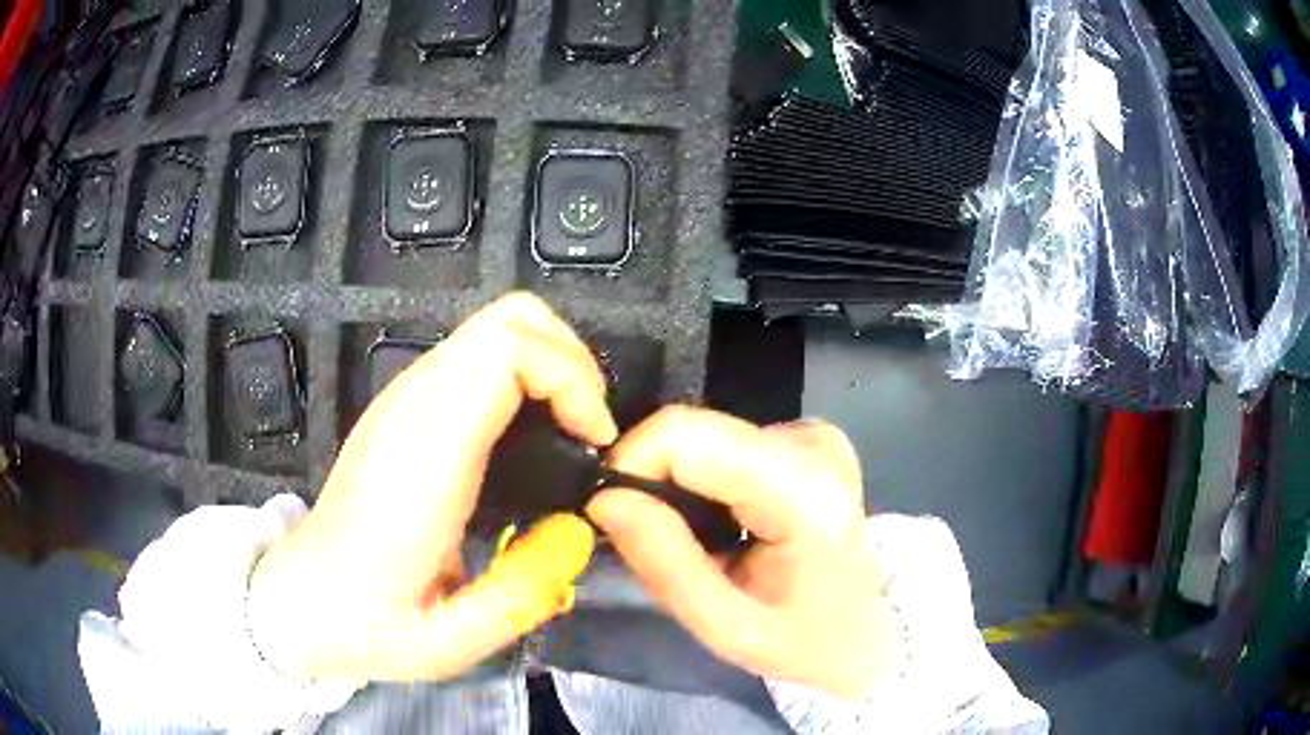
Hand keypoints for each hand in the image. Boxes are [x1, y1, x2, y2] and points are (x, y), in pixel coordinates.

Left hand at [248, 293, 615, 681]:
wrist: (301, 599)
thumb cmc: (368, 622)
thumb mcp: (452, 642)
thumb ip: (523, 595)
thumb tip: (576, 536)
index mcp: (423, 456)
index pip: (505, 351)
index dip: (570, 377)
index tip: (594, 439)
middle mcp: (411, 407)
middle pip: (507, 318)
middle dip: (570, 359)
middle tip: (589, 427)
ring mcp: (402, 399)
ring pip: (493, 327)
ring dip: (549, 366)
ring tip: (569, 432)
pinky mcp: (402, 407)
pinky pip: (476, 357)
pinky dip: (522, 376)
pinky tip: (528, 437)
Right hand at [587, 407, 903, 699]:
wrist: (869, 629)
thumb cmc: (803, 640)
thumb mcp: (725, 627)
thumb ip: (664, 563)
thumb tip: (604, 498)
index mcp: (805, 492)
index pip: (689, 436)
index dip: (631, 460)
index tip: (608, 509)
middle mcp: (813, 444)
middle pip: (694, 430)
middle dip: (649, 476)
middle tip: (644, 536)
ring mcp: (813, 434)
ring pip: (703, 435)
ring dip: (675, 482)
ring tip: (688, 539)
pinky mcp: (806, 436)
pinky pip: (724, 442)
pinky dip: (702, 479)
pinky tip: (718, 522)